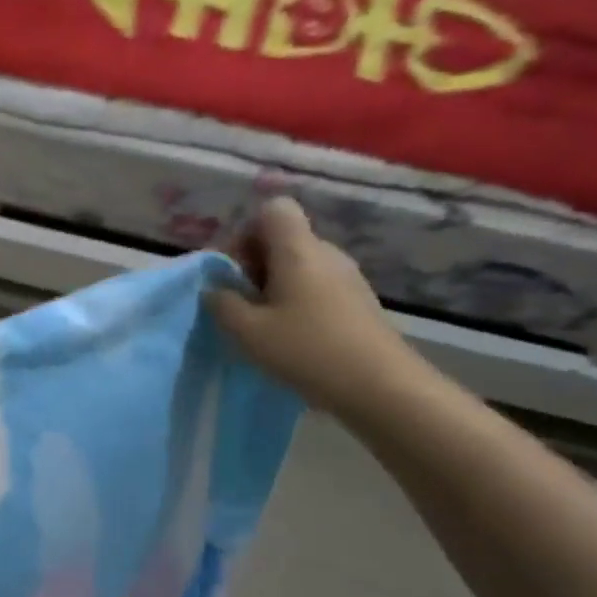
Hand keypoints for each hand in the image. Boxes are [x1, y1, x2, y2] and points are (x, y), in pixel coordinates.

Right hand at [205, 197, 427, 415]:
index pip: (273, 209)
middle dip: (254, 264)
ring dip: (274, 286)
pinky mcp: (358, 301)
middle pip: (283, 238)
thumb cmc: (307, 351)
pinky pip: (317, 286)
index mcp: (298, 250)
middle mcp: (326, 254)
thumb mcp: (247, 331)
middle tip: (242, 304)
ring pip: (299, 264)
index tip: (235, 271)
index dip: (246, 232)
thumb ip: (222, 303)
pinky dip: (296, 302)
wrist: (381, 387)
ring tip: (264, 325)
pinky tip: (292, 337)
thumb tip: (214, 289)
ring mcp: (347, 277)